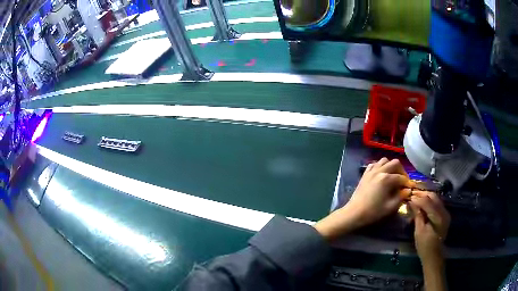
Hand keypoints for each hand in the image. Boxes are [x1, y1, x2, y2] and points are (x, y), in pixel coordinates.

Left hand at [314, 158, 412, 239]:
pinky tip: (382, 175)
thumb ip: (401, 197)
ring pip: (384, 161)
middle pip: (395, 163)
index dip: (407, 183)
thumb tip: (407, 190)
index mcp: (386, 178)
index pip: (401, 177)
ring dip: (391, 166)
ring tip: (393, 176)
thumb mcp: (390, 207)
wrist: (354, 213)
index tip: (410, 188)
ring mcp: (371, 171)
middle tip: (403, 181)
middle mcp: (379, 171)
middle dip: (401, 171)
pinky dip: (380, 166)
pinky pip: (374, 164)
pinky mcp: (365, 174)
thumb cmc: (373, 212)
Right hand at [409, 191, 449, 265]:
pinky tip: (423, 204)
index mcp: (438, 217)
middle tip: (412, 195)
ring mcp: (445, 212)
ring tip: (416, 198)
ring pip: (435, 198)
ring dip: (426, 197)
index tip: (408, 197)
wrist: (433, 255)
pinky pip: (437, 203)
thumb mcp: (419, 231)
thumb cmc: (424, 245)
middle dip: (422, 194)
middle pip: (433, 197)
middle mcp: (444, 211)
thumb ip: (417, 215)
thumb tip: (412, 202)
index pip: (427, 202)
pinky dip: (429, 202)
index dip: (417, 199)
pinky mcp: (444, 215)